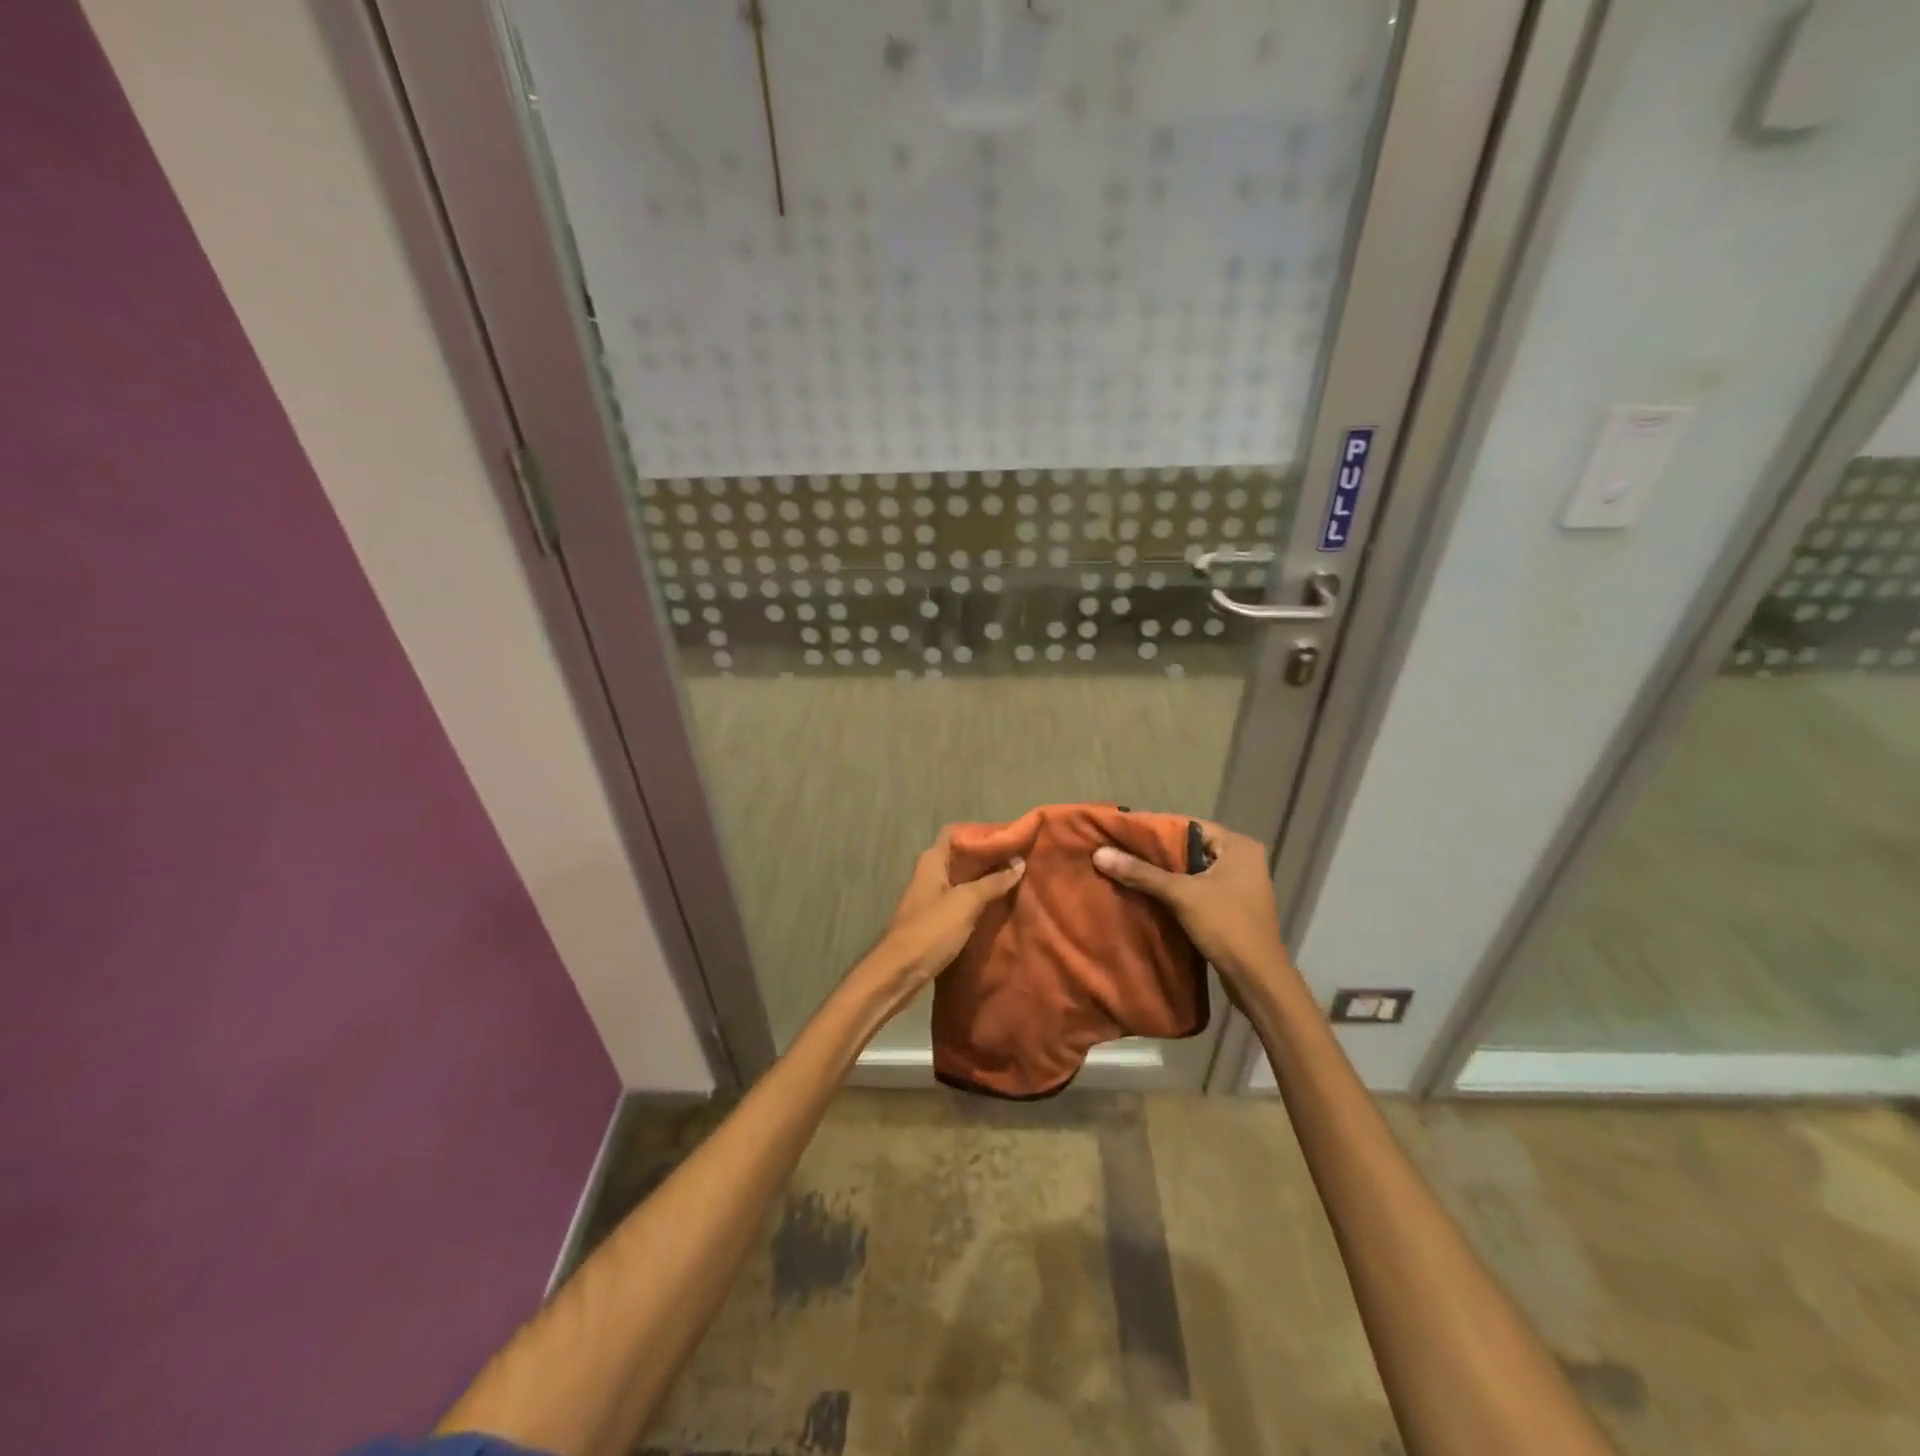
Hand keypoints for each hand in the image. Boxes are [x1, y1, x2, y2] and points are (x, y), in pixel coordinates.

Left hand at [856, 827, 1024, 1016]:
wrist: (898, 973)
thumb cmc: (930, 931)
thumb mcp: (965, 903)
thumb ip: (993, 882)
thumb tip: (1018, 861)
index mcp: (933, 861)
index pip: (957, 833)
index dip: (981, 832)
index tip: (1009, 837)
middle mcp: (930, 873)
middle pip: (962, 855)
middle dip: (988, 856)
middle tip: (1020, 858)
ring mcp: (931, 896)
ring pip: (962, 878)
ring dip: (985, 878)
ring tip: (1015, 879)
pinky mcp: (935, 918)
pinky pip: (961, 899)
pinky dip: (978, 898)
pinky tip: (998, 904)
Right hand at [1093, 821, 1290, 999]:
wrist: (1258, 980)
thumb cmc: (1226, 926)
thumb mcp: (1181, 895)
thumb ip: (1141, 873)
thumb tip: (1100, 854)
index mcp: (1239, 846)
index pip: (1190, 826)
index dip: (1157, 831)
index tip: (1126, 836)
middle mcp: (1244, 859)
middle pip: (1192, 849)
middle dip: (1159, 855)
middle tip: (1124, 855)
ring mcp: (1242, 885)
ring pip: (1195, 871)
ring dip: (1168, 875)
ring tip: (1132, 874)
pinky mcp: (1236, 907)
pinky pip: (1201, 889)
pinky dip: (1180, 892)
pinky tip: (1153, 896)